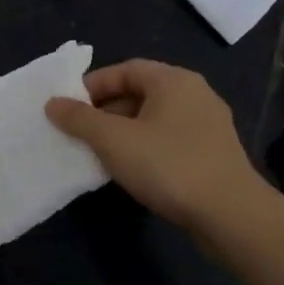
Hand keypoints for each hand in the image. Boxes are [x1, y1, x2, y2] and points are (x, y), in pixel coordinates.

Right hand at [45, 59, 270, 233]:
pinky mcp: (213, 153)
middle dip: (106, 111)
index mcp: (174, 81)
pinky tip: (131, 171)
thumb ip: (80, 119)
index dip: (93, 85)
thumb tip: (53, 103)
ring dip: (124, 132)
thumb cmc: (169, 166)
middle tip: (79, 132)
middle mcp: (195, 94)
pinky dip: (145, 148)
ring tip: (99, 153)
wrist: (230, 215)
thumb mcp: (114, 141)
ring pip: (154, 119)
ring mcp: (208, 125)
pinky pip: (169, 140)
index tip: (69, 108)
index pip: (125, 69)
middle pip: (140, 92)